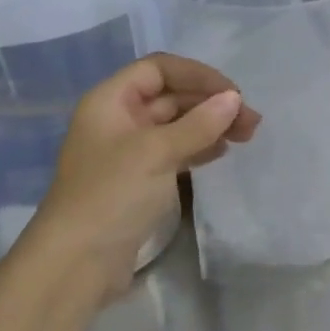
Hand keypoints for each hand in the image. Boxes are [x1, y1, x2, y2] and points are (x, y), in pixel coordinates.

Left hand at [22, 54, 260, 291]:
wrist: (78, 261)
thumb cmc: (111, 195)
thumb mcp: (157, 152)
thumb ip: (198, 124)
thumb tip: (234, 99)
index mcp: (111, 102)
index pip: (159, 69)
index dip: (198, 75)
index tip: (234, 94)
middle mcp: (119, 120)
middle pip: (172, 96)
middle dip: (211, 102)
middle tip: (251, 122)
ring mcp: (130, 151)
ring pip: (178, 124)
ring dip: (211, 124)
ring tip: (246, 136)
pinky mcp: (141, 179)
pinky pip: (176, 150)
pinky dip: (200, 147)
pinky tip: (221, 153)